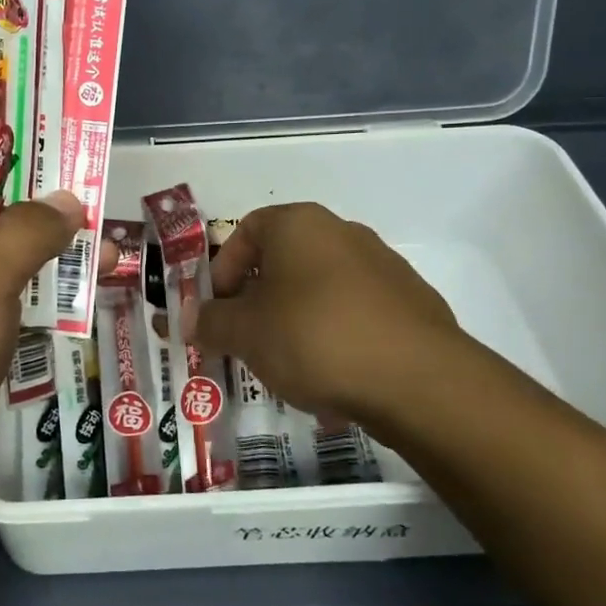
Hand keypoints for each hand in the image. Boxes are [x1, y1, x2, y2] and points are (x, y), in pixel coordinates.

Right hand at [193, 203, 471, 425]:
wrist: (420, 380)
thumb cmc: (315, 337)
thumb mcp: (246, 333)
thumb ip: (210, 322)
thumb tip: (185, 319)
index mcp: (299, 224)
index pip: (246, 230)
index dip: (223, 269)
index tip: (219, 310)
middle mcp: (342, 232)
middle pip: (283, 260)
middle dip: (258, 300)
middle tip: (246, 340)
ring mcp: (383, 266)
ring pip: (319, 289)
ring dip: (294, 320)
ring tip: (287, 365)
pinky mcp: (411, 303)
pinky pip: (355, 314)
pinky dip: (334, 337)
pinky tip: (332, 378)